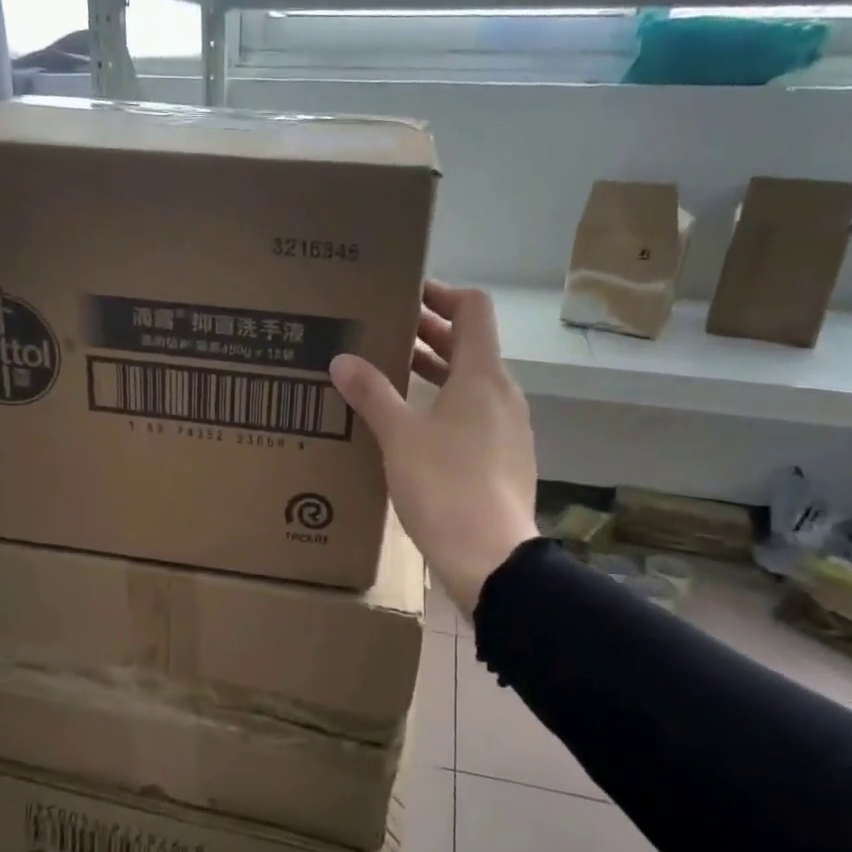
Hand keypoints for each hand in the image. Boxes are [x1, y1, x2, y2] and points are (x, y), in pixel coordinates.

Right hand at [330, 281, 537, 617]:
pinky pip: (476, 415)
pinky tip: (415, 427)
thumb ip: (371, 393)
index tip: (407, 295)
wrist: (490, 558)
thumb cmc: (444, 486)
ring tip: (393, 374)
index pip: (473, 310)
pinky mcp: (506, 460)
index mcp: (482, 376)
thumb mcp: (399, 436)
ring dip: (437, 371)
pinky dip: (447, 405)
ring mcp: (509, 430)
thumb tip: (342, 359)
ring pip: (472, 383)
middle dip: (430, 333)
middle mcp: (503, 395)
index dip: (443, 293)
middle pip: (471, 345)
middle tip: (386, 331)